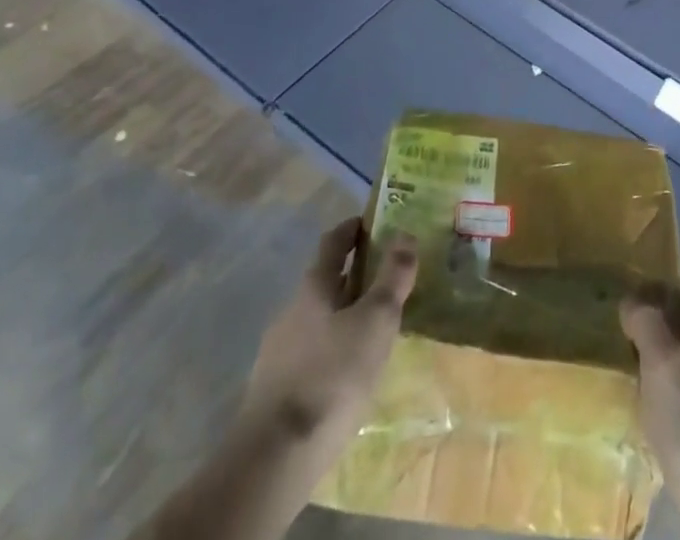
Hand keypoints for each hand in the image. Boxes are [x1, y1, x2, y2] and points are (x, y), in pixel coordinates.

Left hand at [245, 217, 416, 466]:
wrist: (274, 458)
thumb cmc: (332, 375)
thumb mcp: (376, 320)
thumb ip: (392, 277)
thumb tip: (405, 234)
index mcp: (313, 287)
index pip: (333, 242)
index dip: (353, 228)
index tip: (373, 221)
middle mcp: (291, 311)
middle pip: (325, 281)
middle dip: (355, 275)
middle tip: (388, 276)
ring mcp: (278, 352)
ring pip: (319, 319)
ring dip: (345, 314)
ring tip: (375, 326)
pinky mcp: (276, 390)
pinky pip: (311, 353)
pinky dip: (333, 348)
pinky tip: (350, 369)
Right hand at [621, 290, 679, 512]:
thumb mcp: (664, 362)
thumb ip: (649, 324)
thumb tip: (633, 298)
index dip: (671, 299)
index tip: (642, 301)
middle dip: (667, 340)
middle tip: (631, 344)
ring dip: (668, 381)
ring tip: (637, 387)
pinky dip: (671, 416)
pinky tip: (654, 429)